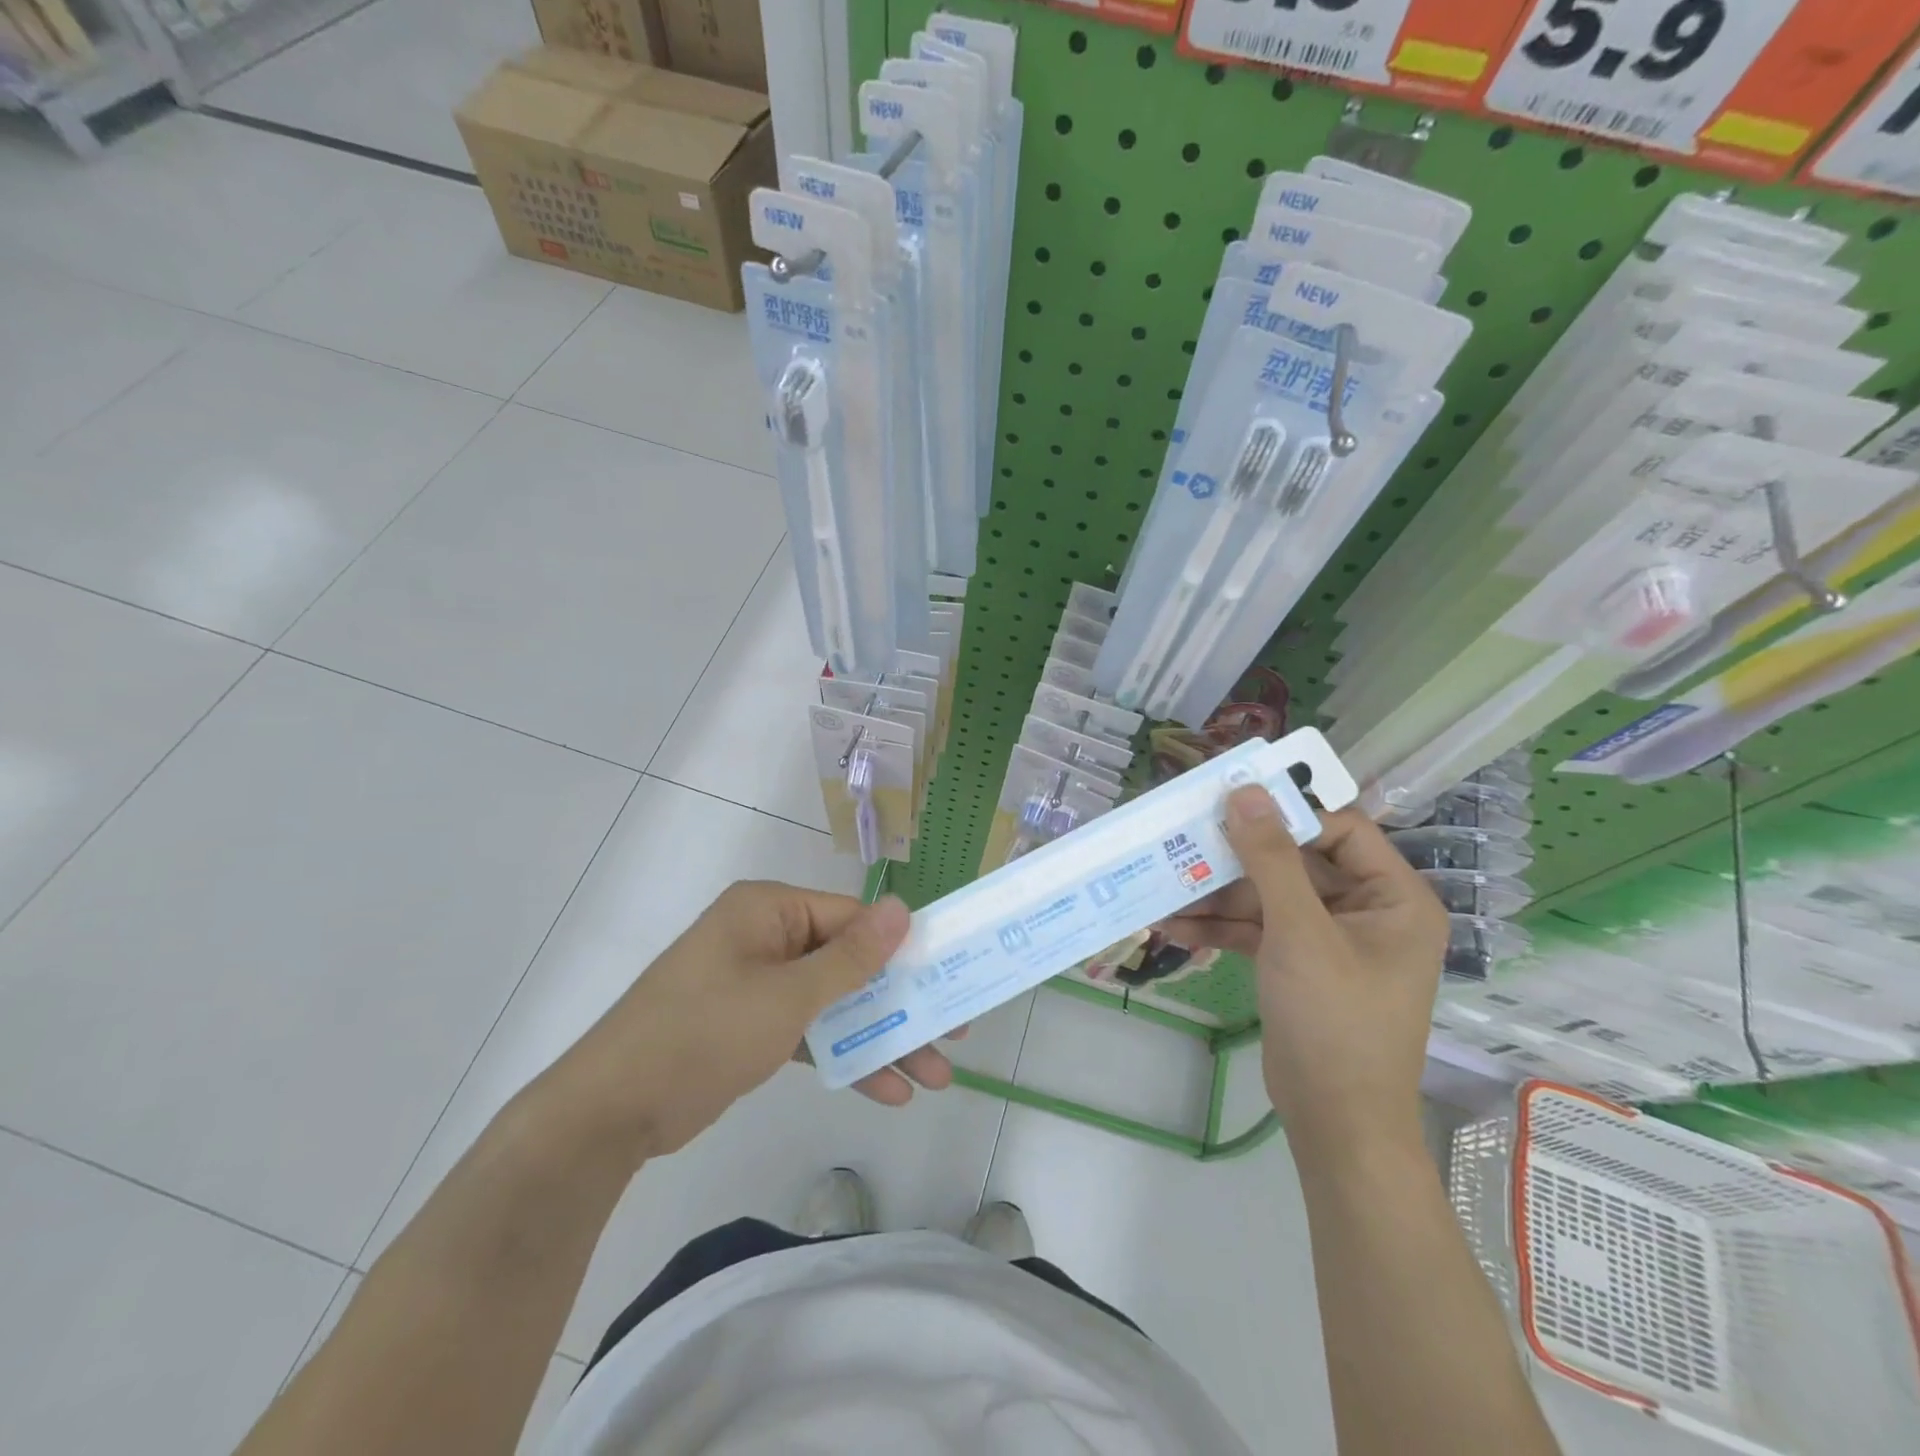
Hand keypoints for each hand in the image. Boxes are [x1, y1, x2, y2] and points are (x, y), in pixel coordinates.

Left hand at [552, 882, 954, 1160]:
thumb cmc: (704, 1033)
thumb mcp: (788, 996)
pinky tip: (884, 1089)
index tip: (948, 975)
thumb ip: (851, 957)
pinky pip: (810, 1030)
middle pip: (849, 963)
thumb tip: (904, 909)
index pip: (852, 918)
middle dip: (899, 1002)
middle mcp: (767, 937)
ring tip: (933, 1076)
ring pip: (834, 1002)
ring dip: (879, 1037)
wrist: (611, 1111)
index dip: (902, 947)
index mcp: (770, 910)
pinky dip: (843, 1055)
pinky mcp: (751, 1025)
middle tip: (953, 1032)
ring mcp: (758, 983)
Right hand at [1160, 789, 1447, 1161]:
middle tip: (1185, 838)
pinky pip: (1258, 929)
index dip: (1287, 812)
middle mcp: (1366, 911)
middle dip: (1238, 858)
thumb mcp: (1299, 932)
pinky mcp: (1298, 963)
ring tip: (1165, 885)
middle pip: (1296, 861)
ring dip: (1219, 895)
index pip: (1340, 829)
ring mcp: (1329, 939)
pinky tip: (1174, 925)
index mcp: (1393, 897)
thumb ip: (1270, 859)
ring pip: (1269, 896)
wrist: (1336, 1124)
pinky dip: (1220, 927)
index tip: (1229, 800)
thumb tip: (1245, 791)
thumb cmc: (1335, 1021)